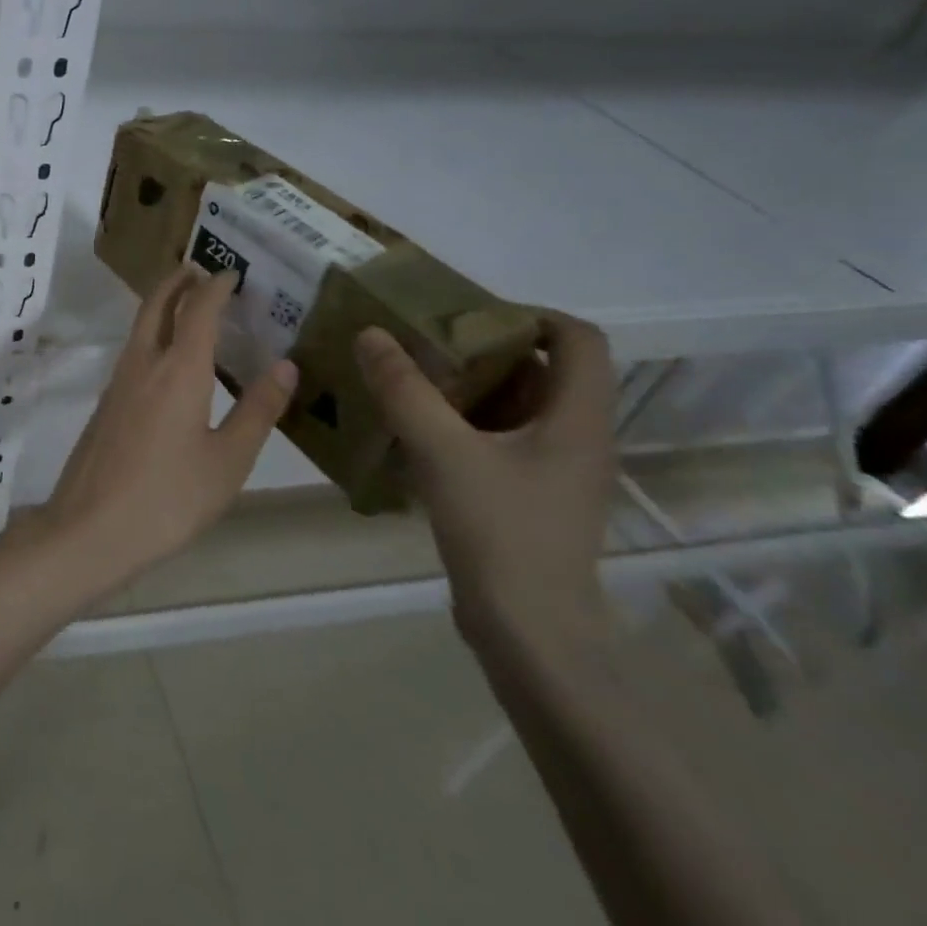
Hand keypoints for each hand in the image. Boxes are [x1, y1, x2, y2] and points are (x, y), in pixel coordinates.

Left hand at [45, 265, 296, 594]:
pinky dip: (153, 334)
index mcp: (178, 370)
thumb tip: (285, 365)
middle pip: (157, 305)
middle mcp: (143, 363)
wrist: (91, 525)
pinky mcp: (106, 401)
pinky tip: (168, 358)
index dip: (215, 287)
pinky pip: (134, 351)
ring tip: (188, 305)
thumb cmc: (168, 497)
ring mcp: (118, 381)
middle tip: (199, 269)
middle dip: (177, 281)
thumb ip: (257, 410)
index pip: (198, 310)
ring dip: (162, 305)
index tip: (232, 273)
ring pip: (140, 326)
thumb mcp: (228, 461)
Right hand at [353, 314, 617, 650]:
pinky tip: (412, 425)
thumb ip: (404, 389)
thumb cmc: (501, 533)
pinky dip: (460, 420)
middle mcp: (575, 438)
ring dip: (465, 384)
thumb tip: (371, 333)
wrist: (529, 634)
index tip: (465, 314)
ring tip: (406, 374)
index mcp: (576, 420)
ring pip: (515, 405)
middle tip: (419, 339)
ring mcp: (553, 470)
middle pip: (541, 369)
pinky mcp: (528, 495)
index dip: (529, 315)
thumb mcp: (442, 451)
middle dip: (480, 347)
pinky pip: (498, 438)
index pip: (578, 339)